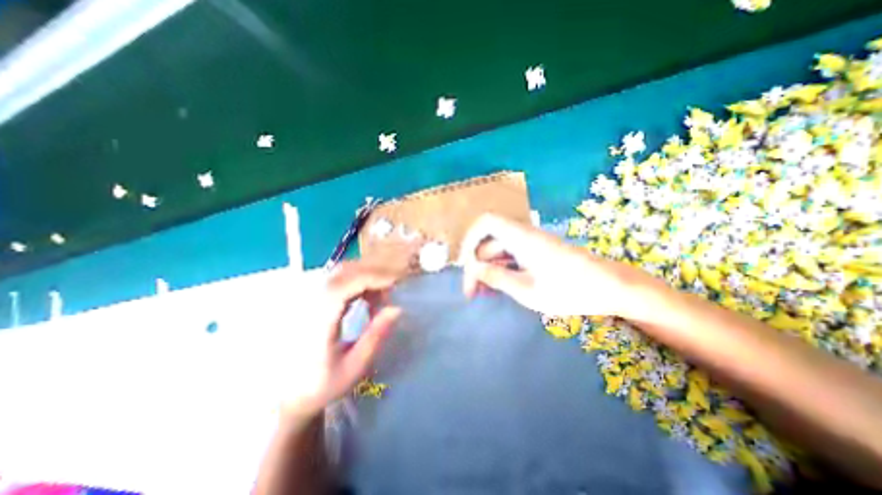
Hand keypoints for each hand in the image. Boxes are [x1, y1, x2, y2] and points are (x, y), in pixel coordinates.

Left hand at [282, 260, 401, 418]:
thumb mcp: (352, 367)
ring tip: (379, 296)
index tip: (396, 284)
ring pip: (340, 272)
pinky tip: (364, 297)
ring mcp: (305, 298)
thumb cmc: (318, 386)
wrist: (280, 397)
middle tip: (391, 291)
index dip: (374, 278)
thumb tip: (397, 308)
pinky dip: (355, 282)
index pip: (347, 284)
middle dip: (373, 275)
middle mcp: (308, 302)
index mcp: (317, 320)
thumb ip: (375, 336)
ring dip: (365, 277)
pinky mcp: (307, 299)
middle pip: (344, 271)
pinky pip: (336, 279)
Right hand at [458, 212, 656, 316]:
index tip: (465, 266)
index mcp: (520, 237)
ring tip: (482, 295)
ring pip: (499, 252)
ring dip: (488, 270)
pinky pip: (511, 258)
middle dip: (477, 265)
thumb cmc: (571, 290)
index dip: (470, 239)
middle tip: (472, 293)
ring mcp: (530, 245)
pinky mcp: (537, 253)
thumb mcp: (528, 290)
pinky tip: (498, 289)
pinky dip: (501, 271)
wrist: (611, 288)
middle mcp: (523, 235)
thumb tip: (473, 270)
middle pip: (489, 242)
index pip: (485, 223)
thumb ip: (497, 278)